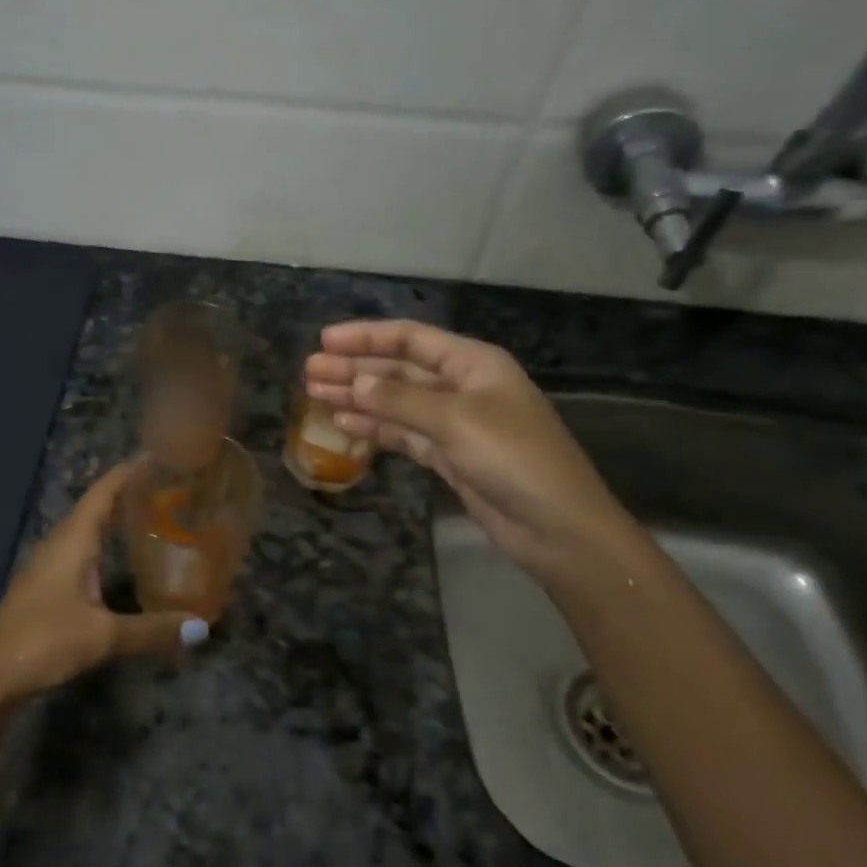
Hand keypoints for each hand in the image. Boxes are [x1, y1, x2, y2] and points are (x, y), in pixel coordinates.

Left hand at [0, 459, 209, 708]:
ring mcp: (48, 564)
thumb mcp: (103, 636)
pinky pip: (80, 551)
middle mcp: (60, 543)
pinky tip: (120, 561)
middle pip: (96, 505)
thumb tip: (201, 627)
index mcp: (73, 539)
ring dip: (115, 519)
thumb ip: (152, 630)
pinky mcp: (45, 587)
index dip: (129, 471)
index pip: (104, 491)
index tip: (159, 455)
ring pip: (87, 529)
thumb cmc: (44, 641)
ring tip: (151, 517)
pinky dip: (104, 545)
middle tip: (168, 487)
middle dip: (128, 492)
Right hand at [305, 321, 641, 578]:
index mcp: (473, 363)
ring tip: (315, 395)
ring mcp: (455, 422)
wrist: (557, 528)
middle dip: (355, 368)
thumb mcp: (456, 421)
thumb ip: (401, 399)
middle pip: (399, 369)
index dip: (367, 337)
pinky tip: (345, 423)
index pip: (411, 339)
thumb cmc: (514, 459)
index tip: (325, 340)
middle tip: (309, 372)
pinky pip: (403, 432)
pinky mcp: (448, 455)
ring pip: (397, 401)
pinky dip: (375, 427)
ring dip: (359, 397)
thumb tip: (353, 382)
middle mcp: (462, 386)